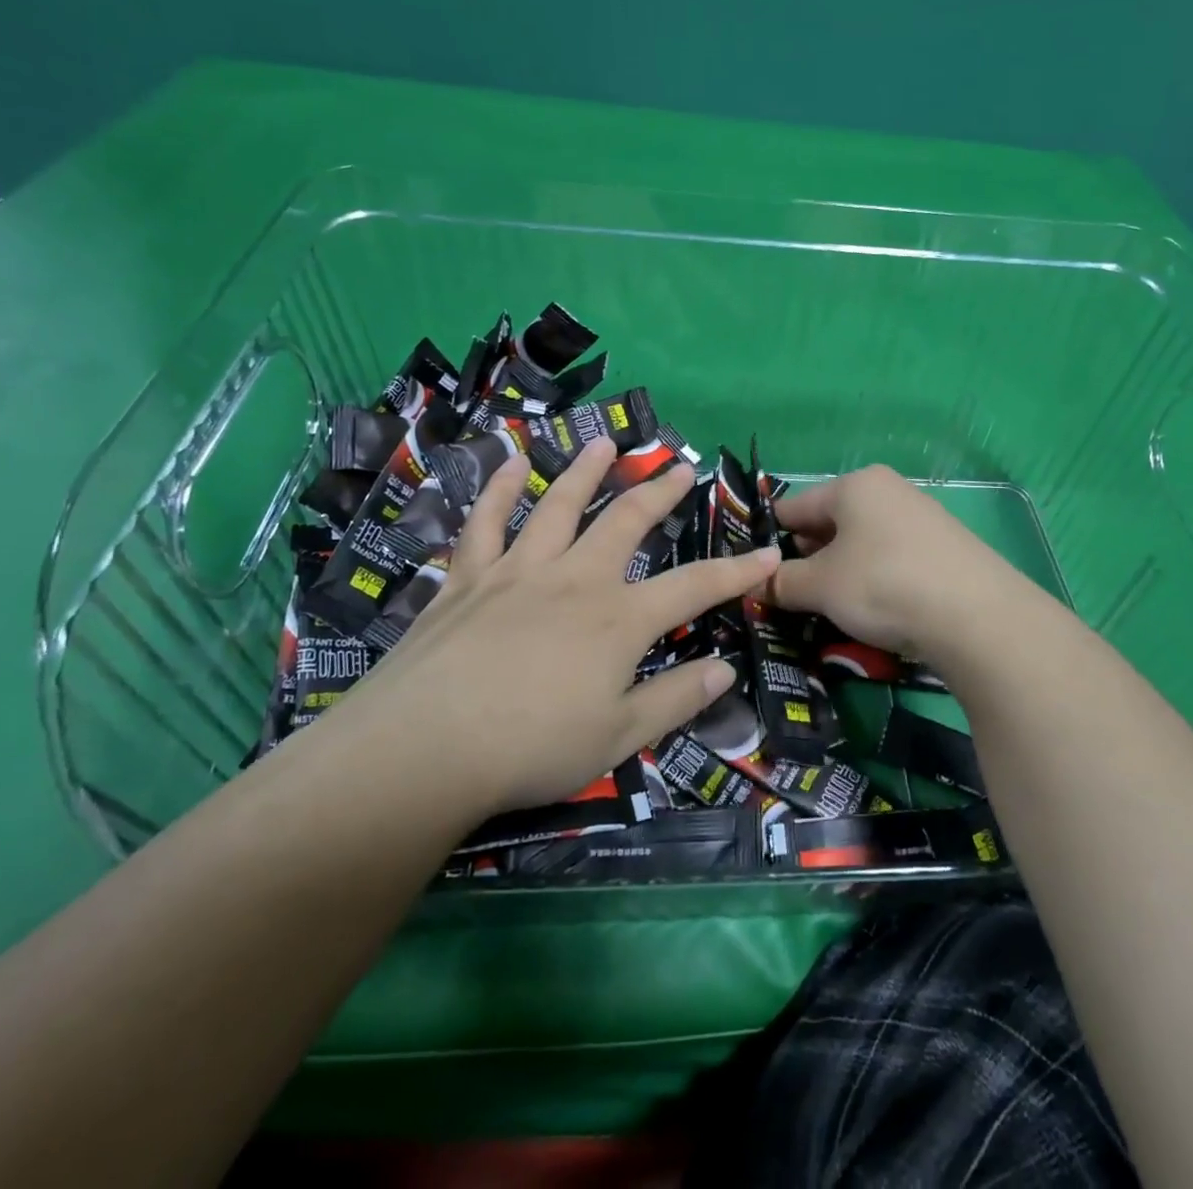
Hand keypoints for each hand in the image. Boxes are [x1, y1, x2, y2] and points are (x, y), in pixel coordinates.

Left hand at [345, 438, 780, 816]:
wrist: (424, 748)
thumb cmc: (531, 749)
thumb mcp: (617, 737)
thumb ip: (674, 699)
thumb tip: (725, 672)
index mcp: (619, 620)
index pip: (694, 587)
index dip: (736, 571)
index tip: (768, 554)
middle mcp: (575, 580)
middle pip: (626, 522)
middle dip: (658, 493)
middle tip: (679, 467)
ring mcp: (518, 572)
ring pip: (557, 506)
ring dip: (584, 472)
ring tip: (604, 444)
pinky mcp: (468, 579)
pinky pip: (486, 523)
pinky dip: (500, 491)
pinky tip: (512, 464)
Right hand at [770, 464, 1011, 662]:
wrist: (976, 616)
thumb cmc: (883, 585)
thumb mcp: (821, 587)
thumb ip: (782, 582)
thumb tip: (756, 583)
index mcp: (854, 485)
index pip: (794, 506)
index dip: (769, 538)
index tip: (754, 570)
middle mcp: (888, 490)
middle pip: (829, 521)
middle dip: (807, 557)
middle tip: (790, 595)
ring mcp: (920, 517)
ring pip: (860, 541)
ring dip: (839, 571)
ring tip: (828, 606)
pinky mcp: (943, 547)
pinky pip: (890, 557)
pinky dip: (872, 578)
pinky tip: (872, 608)